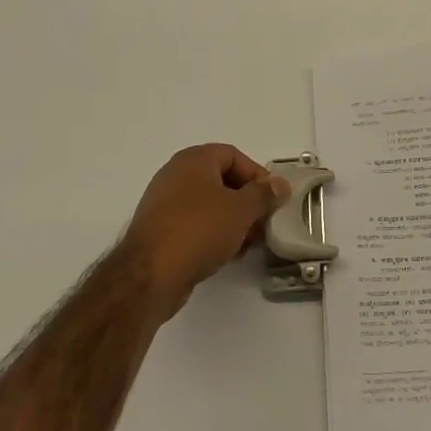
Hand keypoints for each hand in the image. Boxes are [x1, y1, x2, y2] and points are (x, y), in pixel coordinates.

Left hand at [119, 145, 290, 322]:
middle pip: (222, 180)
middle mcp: (176, 175)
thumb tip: (280, 184)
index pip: (233, 155)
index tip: (271, 199)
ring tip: (248, 243)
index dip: (256, 175)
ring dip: (233, 221)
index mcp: (194, 160)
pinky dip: (214, 234)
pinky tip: (227, 254)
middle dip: (247, 201)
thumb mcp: (241, 210)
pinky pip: (195, 224)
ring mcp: (165, 203)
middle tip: (262, 223)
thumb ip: (264, 195)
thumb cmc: (199, 230)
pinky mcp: (161, 231)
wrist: (149, 275)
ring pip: (209, 205)